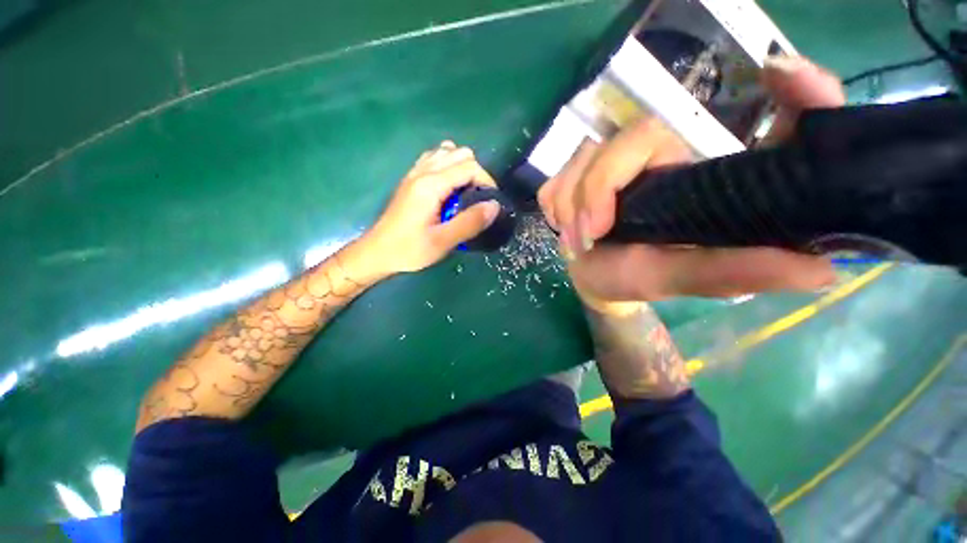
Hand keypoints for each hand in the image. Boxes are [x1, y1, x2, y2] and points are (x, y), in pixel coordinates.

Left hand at [363, 141, 499, 273]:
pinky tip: (448, 188)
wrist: (377, 252)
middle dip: (476, 173)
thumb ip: (470, 222)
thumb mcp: (443, 241)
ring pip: (447, 152)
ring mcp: (415, 173)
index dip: (486, 181)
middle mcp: (423, 171)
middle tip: (477, 199)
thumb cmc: (409, 249)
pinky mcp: (411, 179)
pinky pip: (434, 159)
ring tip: (464, 194)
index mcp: (431, 185)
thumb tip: (495, 206)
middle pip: (460, 153)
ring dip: (462, 168)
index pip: (469, 166)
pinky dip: (448, 166)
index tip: (490, 203)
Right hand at [538, 56, 845, 306]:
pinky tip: (565, 228)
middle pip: (624, 141)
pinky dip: (554, 206)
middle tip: (590, 234)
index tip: (777, 75)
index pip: (742, 120)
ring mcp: (609, 161)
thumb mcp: (689, 278)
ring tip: (578, 242)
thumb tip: (823, 268)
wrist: (598, 281)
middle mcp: (657, 156)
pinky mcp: (575, 175)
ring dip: (571, 206)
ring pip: (579, 161)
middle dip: (596, 190)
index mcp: (695, 172)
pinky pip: (553, 180)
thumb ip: (739, 270)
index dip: (775, 91)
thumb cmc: (642, 278)